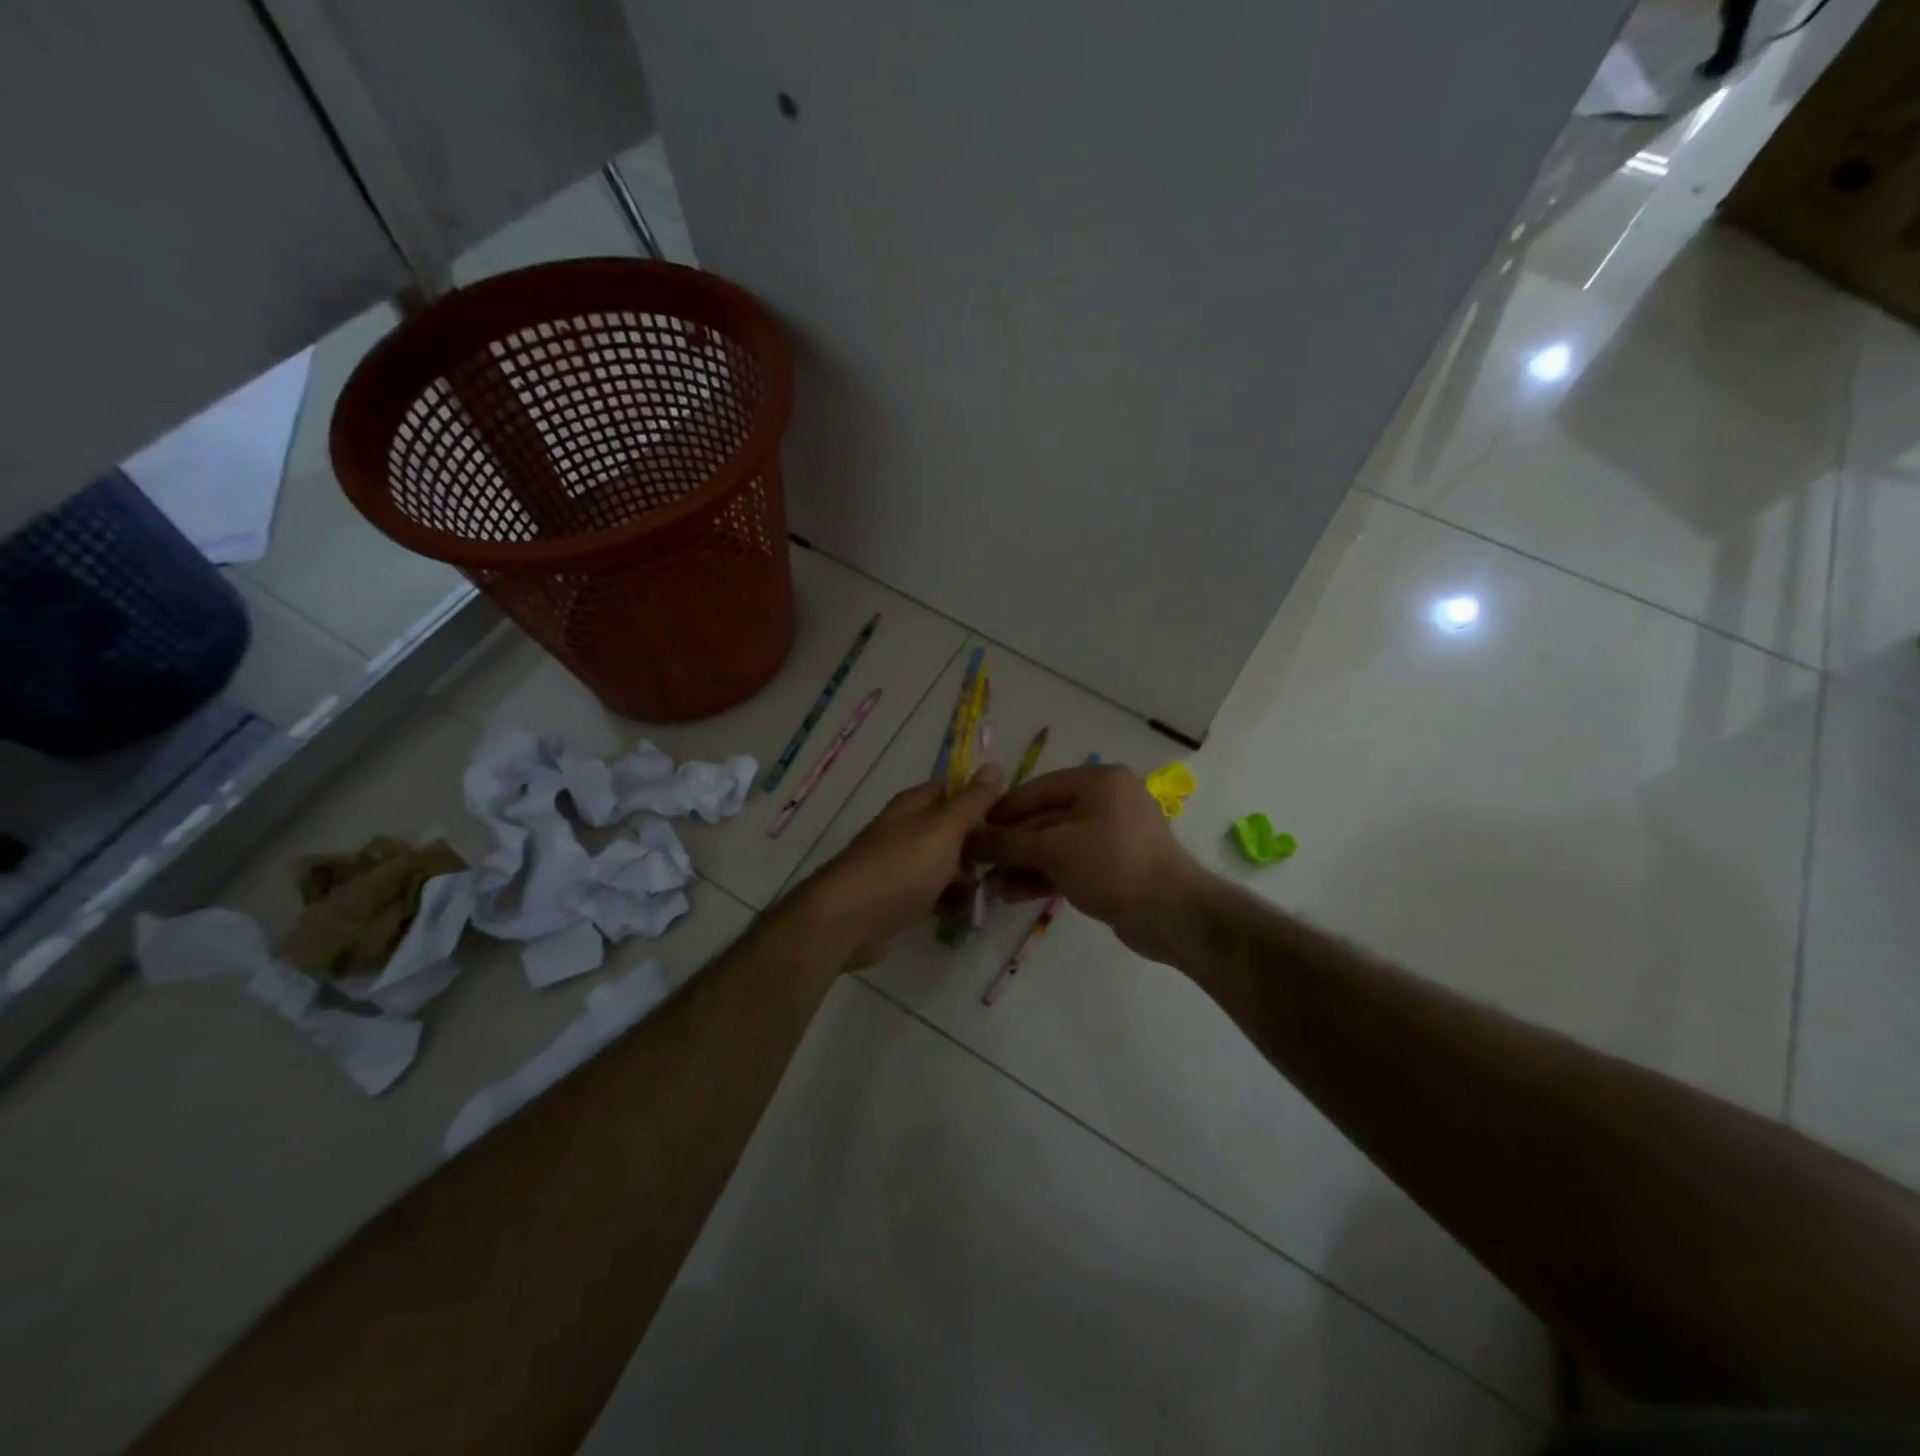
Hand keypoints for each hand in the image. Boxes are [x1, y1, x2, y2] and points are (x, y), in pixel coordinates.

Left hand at [789, 765, 1004, 969]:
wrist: (849, 920)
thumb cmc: (901, 866)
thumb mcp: (944, 827)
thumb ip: (971, 801)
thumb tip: (994, 766)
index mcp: (914, 805)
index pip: (952, 790)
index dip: (981, 800)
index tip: (1011, 818)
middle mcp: (906, 830)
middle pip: (950, 829)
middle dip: (978, 843)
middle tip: (1008, 859)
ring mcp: (901, 865)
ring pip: (944, 863)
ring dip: (967, 875)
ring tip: (996, 888)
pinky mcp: (898, 899)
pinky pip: (933, 893)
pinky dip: (950, 899)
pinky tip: (969, 910)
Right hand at [973, 764, 1206, 961]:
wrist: (1172, 914)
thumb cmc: (1112, 865)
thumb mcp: (1053, 850)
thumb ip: (1008, 843)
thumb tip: (968, 839)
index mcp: (1098, 782)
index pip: (1037, 789)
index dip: (1001, 810)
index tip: (970, 830)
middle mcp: (1105, 801)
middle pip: (1044, 818)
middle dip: (1010, 844)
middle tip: (977, 863)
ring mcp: (1111, 835)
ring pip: (1055, 845)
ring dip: (1022, 864)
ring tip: (989, 886)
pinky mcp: (1113, 866)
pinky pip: (1069, 864)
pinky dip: (1043, 876)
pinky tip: (1012, 894)